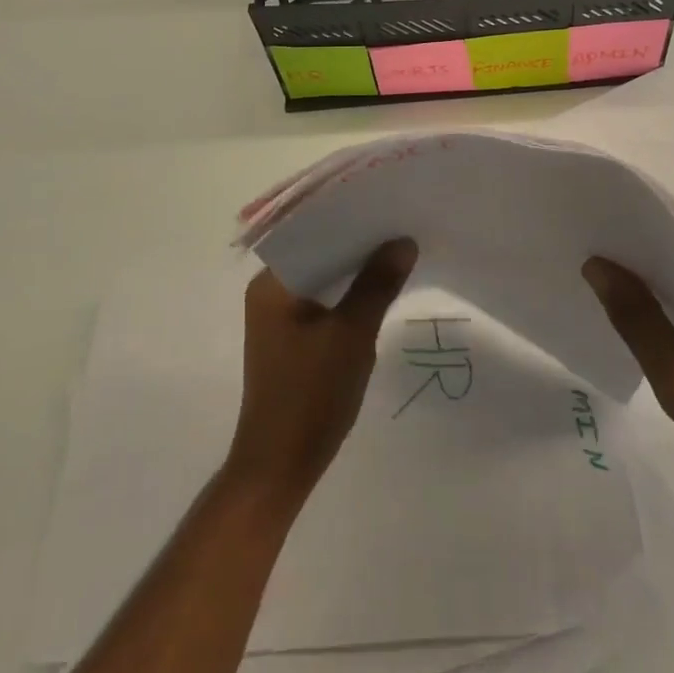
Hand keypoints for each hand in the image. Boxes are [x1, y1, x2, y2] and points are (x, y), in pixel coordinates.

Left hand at [224, 238, 417, 501]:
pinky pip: (323, 300)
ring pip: (324, 277)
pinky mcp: (291, 337)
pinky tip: (379, 289)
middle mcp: (269, 291)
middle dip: (359, 243)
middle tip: (401, 225)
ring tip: (397, 250)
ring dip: (356, 269)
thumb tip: (404, 241)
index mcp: (272, 283)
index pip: (313, 232)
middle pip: (319, 252)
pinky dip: (348, 293)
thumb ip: (378, 284)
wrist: (280, 468)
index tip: (387, 204)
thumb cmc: (311, 396)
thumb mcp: (352, 334)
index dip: (351, 218)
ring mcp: (278, 316)